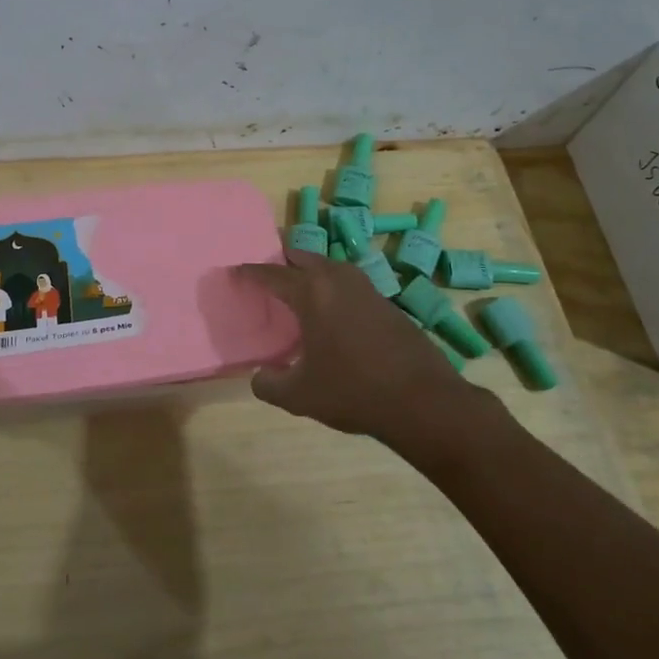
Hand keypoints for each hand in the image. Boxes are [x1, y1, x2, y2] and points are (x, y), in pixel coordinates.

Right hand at [235, 248, 492, 442]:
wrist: (425, 402)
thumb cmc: (354, 392)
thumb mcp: (299, 396)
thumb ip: (268, 384)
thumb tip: (260, 376)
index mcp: (311, 293)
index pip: (271, 274)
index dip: (248, 273)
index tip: (234, 273)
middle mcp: (338, 280)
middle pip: (301, 256)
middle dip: (280, 262)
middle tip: (265, 278)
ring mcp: (367, 288)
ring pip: (329, 266)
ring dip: (310, 272)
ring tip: (297, 293)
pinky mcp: (387, 303)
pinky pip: (348, 284)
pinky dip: (332, 289)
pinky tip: (331, 314)